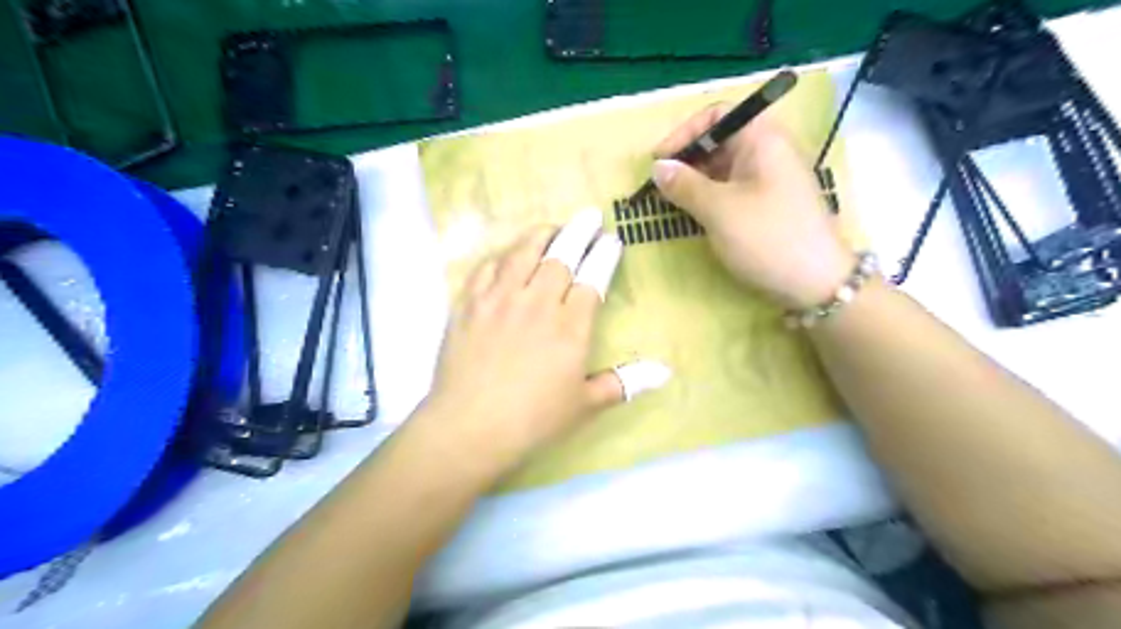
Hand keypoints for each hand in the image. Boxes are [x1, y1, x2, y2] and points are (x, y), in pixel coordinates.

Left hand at [418, 209, 663, 474]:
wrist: (470, 427)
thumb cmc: (534, 419)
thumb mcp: (585, 404)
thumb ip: (624, 383)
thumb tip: (665, 372)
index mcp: (570, 326)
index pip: (593, 277)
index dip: (604, 255)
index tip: (611, 240)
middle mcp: (537, 302)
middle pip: (561, 254)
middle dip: (579, 231)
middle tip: (589, 216)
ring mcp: (499, 299)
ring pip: (522, 252)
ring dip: (541, 234)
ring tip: (552, 226)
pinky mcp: (469, 304)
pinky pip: (487, 267)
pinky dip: (501, 255)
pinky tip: (507, 255)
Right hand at [655, 100, 856, 309]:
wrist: (816, 283)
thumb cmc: (767, 237)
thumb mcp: (719, 210)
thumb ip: (684, 185)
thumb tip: (658, 168)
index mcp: (762, 139)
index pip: (717, 115)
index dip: (684, 132)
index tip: (661, 160)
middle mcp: (767, 152)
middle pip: (719, 141)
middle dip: (686, 160)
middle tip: (661, 186)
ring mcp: (769, 180)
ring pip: (723, 168)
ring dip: (694, 181)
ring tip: (671, 202)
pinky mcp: (767, 205)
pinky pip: (732, 190)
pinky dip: (709, 197)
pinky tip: (693, 214)